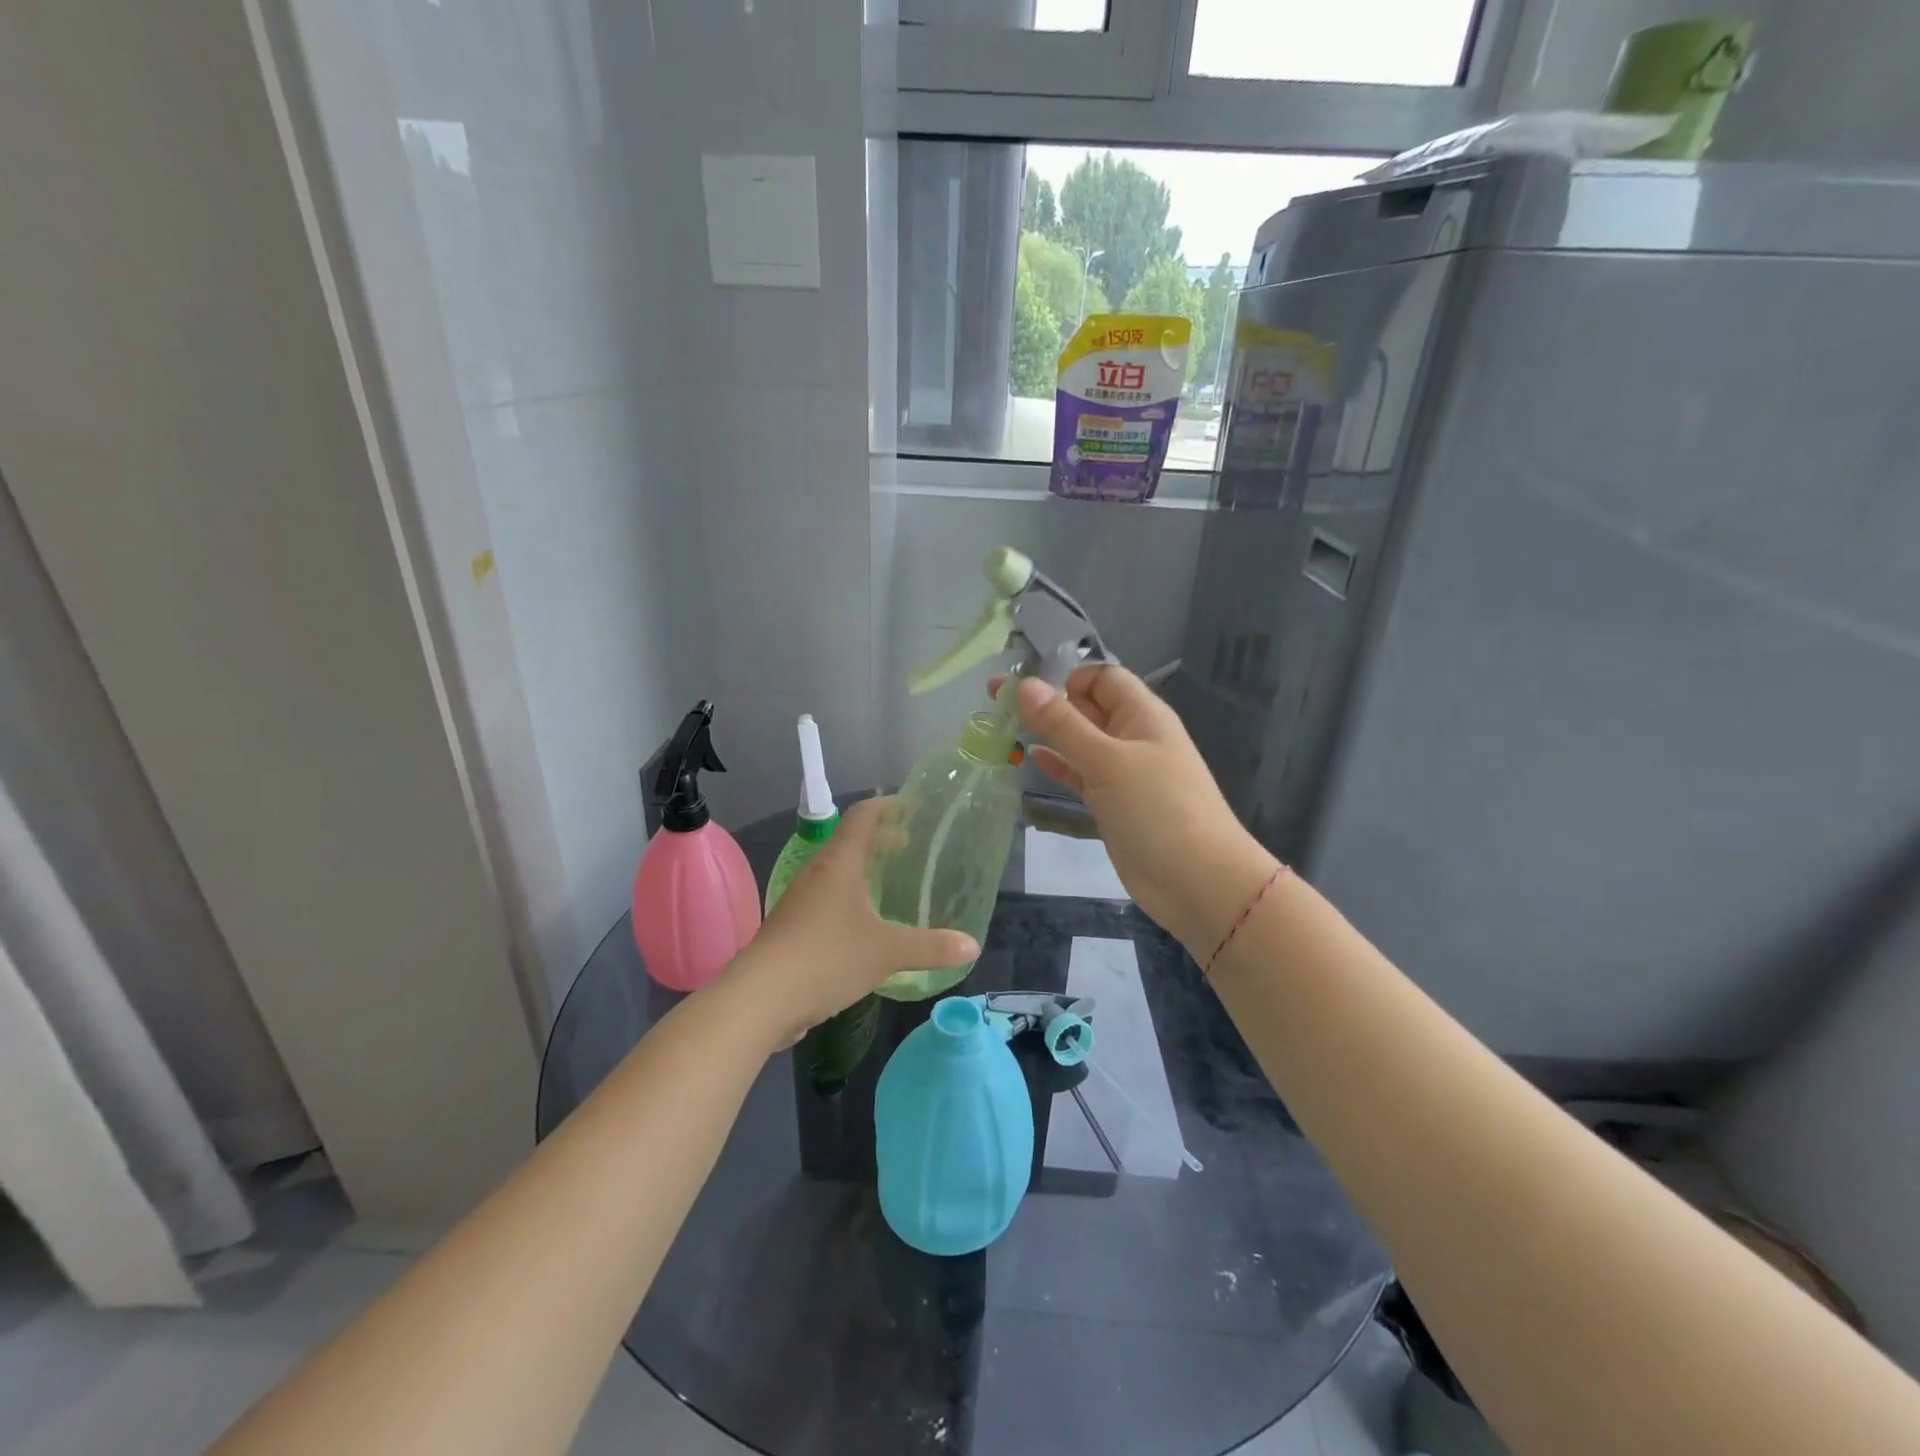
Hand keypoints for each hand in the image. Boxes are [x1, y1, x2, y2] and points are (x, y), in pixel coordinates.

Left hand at [721, 797, 977, 1045]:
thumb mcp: (887, 952)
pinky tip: (864, 928)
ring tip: (889, 888)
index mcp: (839, 864)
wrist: (760, 999)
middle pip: (850, 844)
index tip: (912, 806)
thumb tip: (972, 945)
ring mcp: (800, 902)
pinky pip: (826, 902)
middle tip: (909, 848)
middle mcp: (817, 874)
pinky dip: (849, 901)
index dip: (888, 806)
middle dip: (880, 841)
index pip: (862, 818)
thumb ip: (931, 947)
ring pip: (836, 875)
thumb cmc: (826, 958)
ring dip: (863, 873)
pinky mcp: (791, 929)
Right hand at [1008, 666, 1278, 957]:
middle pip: (1088, 707)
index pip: (1102, 677)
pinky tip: (1031, 759)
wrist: (1197, 881)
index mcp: (1142, 714)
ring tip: (1003, 729)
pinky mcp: (1114, 803)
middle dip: (1048, 703)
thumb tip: (1023, 684)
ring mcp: (1124, 772)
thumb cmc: (1157, 810)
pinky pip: (1082, 774)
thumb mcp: (1107, 760)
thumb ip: (1063, 723)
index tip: (1028, 694)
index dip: (1067, 678)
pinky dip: (1059, 765)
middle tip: (996, 704)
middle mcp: (1133, 737)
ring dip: (1049, 734)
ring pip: (1081, 742)